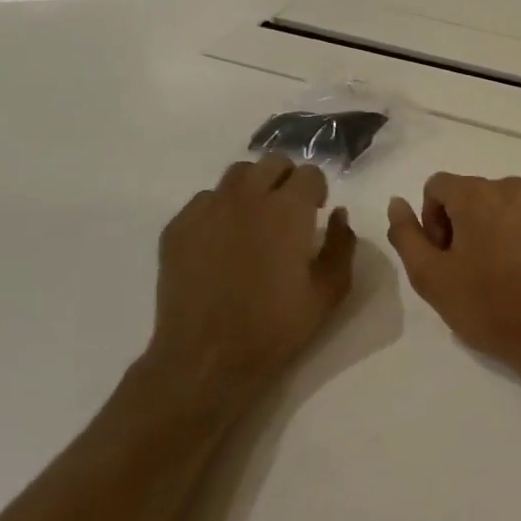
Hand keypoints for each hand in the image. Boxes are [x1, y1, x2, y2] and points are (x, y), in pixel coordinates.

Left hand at [144, 155, 356, 411]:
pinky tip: (224, 241)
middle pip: (272, 163)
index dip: (318, 190)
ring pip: (236, 175)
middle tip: (290, 213)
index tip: (317, 213)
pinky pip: (204, 200)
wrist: (208, 356)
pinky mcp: (178, 227)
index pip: (309, 173)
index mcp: (288, 210)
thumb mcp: (330, 291)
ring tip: (256, 220)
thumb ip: (342, 245)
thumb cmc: (277, 326)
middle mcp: (246, 198)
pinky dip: (221, 209)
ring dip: (254, 188)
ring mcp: (207, 209)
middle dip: (287, 180)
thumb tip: (339, 215)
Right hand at [387, 173, 520, 374]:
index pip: (436, 187)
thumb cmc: (484, 305)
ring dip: (489, 230)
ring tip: (493, 272)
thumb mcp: (428, 275)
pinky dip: (517, 238)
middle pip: (470, 194)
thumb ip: (405, 233)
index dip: (430, 221)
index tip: (442, 256)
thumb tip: (397, 202)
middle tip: (464, 268)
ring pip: (500, 207)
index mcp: (478, 194)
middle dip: (459, 224)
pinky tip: (519, 273)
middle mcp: (513, 188)